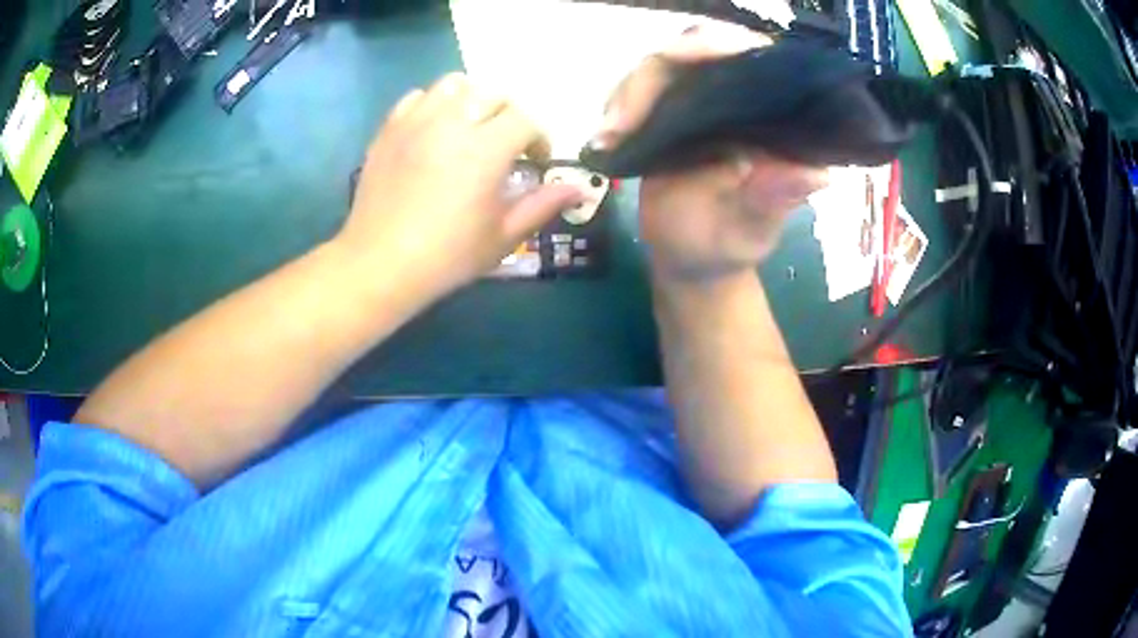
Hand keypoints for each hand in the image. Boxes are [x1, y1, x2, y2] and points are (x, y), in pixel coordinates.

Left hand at [337, 73, 582, 302]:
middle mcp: (451, 123)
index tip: (535, 162)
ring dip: (471, 100)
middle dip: (509, 114)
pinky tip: (434, 131)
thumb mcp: (503, 236)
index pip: (526, 119)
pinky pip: (417, 98)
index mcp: (485, 149)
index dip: (539, 138)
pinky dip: (433, 105)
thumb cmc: (446, 256)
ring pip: (454, 85)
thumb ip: (542, 205)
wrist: (379, 265)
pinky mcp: (389, 130)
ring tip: (470, 127)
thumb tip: (579, 189)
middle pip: (492, 93)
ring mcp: (415, 123)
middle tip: (505, 144)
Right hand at [593, 23, 827, 282]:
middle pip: (698, 49)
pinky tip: (606, 137)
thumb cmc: (729, 246)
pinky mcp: (670, 112)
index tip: (680, 61)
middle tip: (622, 120)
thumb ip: (772, 202)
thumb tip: (812, 174)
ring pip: (664, 66)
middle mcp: (740, 99)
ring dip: (628, 93)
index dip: (719, 46)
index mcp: (773, 117)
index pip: (754, 57)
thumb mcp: (753, 229)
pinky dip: (619, 107)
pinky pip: (640, 89)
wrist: (692, 259)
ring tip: (610, 136)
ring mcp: (702, 101)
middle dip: (653, 77)